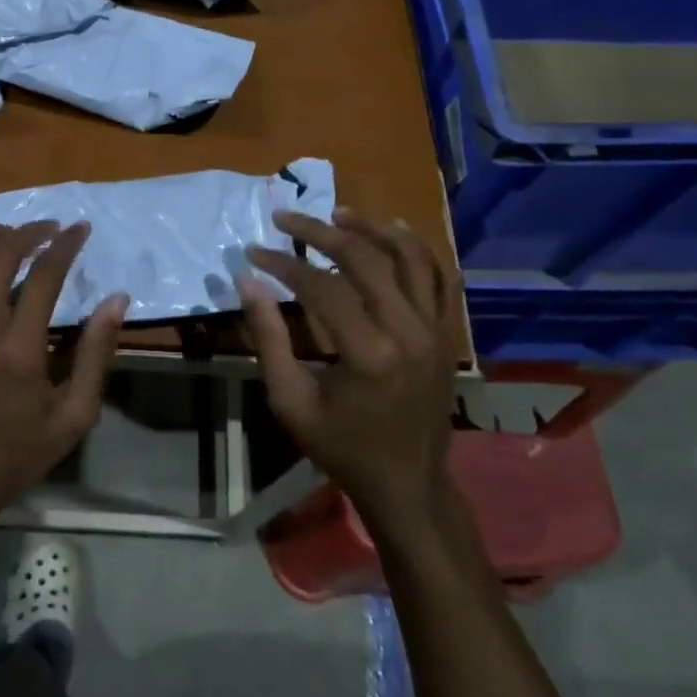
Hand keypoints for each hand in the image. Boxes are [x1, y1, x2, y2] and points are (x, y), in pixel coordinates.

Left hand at [0, 222, 128, 533]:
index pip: (44, 275)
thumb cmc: (18, 453)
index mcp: (18, 349)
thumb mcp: (74, 416)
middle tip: (49, 231)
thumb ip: (97, 354)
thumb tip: (116, 300)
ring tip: (8, 247)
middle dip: (29, 231)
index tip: (80, 229)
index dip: (66, 244)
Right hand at [239, 209, 463, 532]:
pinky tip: (394, 230)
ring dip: (373, 228)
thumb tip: (247, 281)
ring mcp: (437, 330)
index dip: (283, 264)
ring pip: (411, 256)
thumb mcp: (291, 402)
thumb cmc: (342, 448)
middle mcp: (410, 331)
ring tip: (338, 213)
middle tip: (286, 218)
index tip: (255, 251)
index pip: (321, 287)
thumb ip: (269, 339)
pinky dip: (418, 248)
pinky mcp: (448, 333)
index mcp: (369, 354)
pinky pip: (440, 276)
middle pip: (366, 259)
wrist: (407, 483)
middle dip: (320, 232)